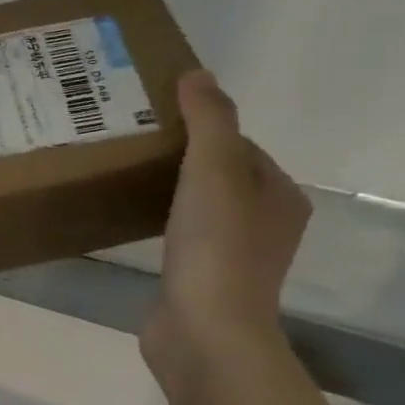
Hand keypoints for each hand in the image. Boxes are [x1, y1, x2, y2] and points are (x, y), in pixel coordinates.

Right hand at [143, 70, 309, 363]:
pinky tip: (131, 221)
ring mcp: (234, 257)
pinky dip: (161, 223)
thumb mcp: (214, 169)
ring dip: (169, 191)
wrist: (205, 331)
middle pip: (219, 175)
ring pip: (200, 207)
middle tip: (131, 144)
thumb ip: (209, 119)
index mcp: (280, 195)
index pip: (238, 145)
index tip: (153, 121)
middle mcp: (266, 224)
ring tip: (125, 177)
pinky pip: (182, 237)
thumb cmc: (216, 246)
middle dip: (180, 158)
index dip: (199, 129)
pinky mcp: (203, 281)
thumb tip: (198, 74)